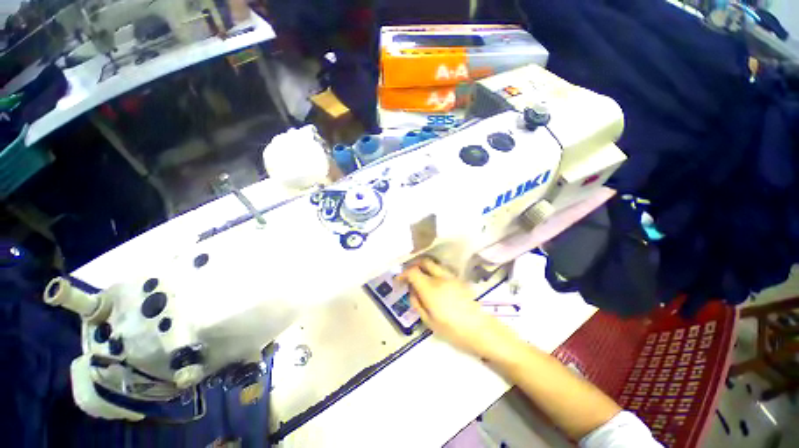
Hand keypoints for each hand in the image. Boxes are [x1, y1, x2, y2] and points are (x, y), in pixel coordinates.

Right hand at [397, 259, 509, 356]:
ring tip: (421, 280)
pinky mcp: (459, 280)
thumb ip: (417, 303)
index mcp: (430, 288)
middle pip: (425, 262)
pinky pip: (443, 271)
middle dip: (414, 265)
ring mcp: (451, 277)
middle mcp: (440, 277)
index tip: (398, 280)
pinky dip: (434, 273)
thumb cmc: (452, 330)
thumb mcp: (429, 321)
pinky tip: (435, 285)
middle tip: (409, 276)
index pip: (413, 272)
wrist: (481, 330)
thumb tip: (412, 291)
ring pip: (434, 265)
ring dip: (425, 268)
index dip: (403, 273)